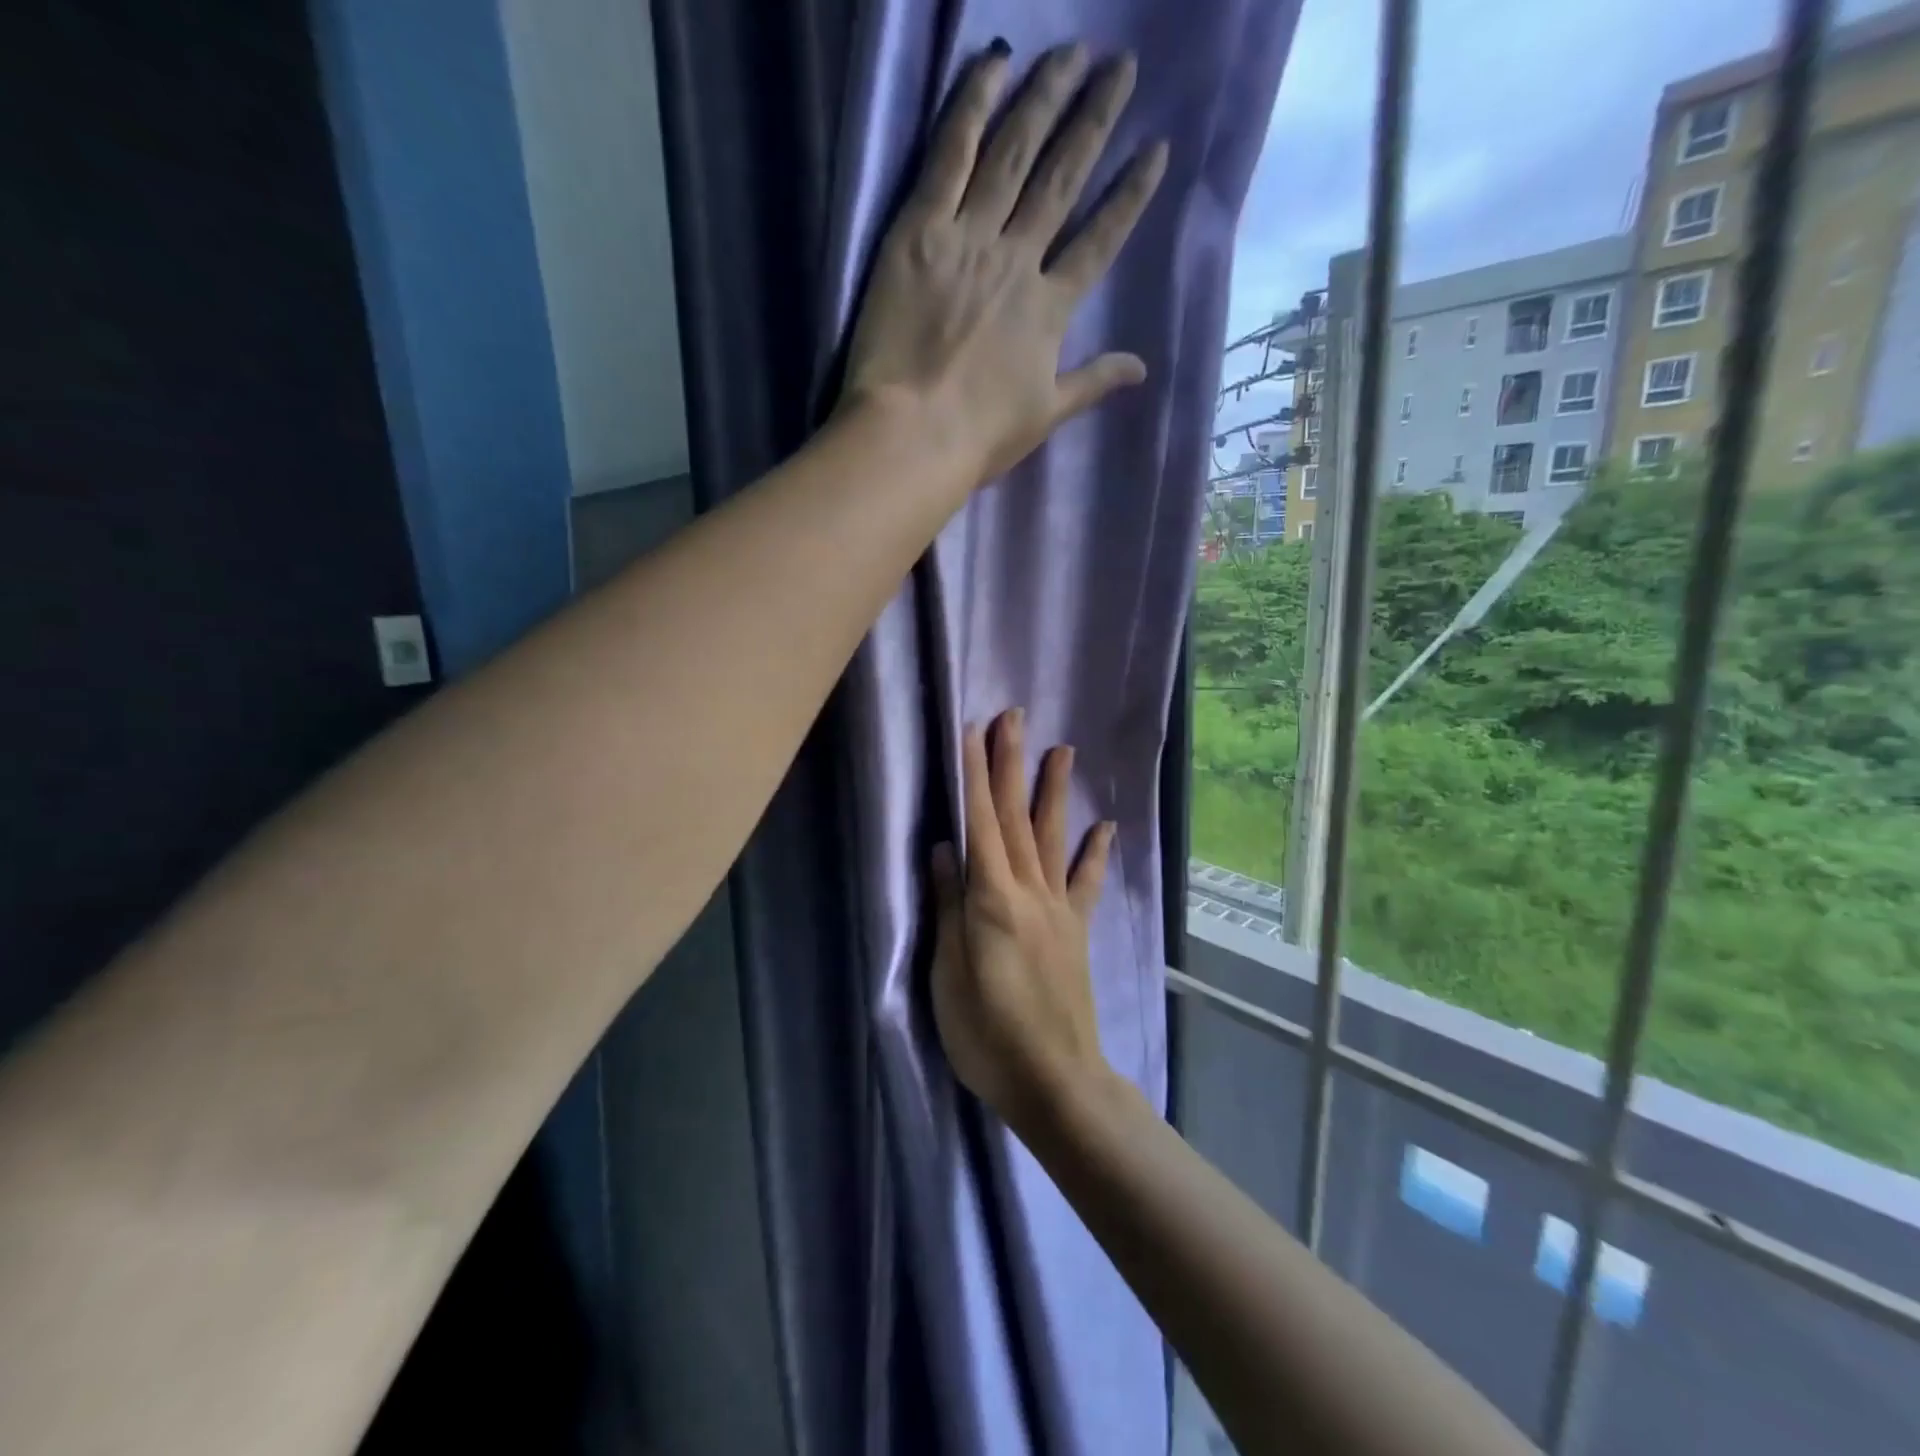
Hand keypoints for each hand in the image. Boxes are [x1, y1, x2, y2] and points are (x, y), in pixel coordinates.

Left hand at [842, 42, 1167, 487]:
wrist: (914, 435)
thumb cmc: (979, 437)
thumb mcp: (1045, 415)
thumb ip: (1093, 382)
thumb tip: (1142, 369)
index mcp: (1050, 310)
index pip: (1099, 241)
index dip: (1129, 195)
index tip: (1155, 150)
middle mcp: (1018, 260)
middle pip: (1062, 179)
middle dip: (1094, 121)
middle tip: (1121, 68)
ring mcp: (969, 238)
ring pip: (1013, 153)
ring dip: (1045, 98)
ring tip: (1072, 54)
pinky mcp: (920, 230)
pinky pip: (950, 154)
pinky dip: (972, 105)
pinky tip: (995, 62)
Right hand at [930, 708, 1117, 1132]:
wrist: (1056, 1082)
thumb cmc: (988, 1035)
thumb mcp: (949, 976)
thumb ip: (948, 908)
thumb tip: (945, 848)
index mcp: (992, 900)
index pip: (979, 824)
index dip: (974, 774)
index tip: (972, 731)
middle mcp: (1029, 892)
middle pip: (1015, 817)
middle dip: (1011, 764)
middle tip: (1013, 717)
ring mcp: (1058, 909)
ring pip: (1052, 837)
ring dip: (1053, 791)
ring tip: (1062, 749)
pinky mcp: (1076, 931)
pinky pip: (1087, 883)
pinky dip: (1095, 853)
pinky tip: (1105, 826)